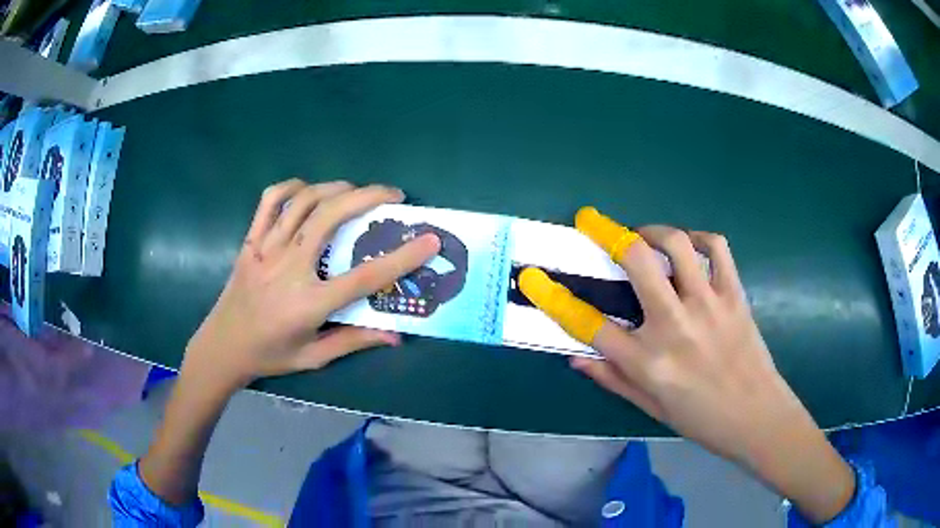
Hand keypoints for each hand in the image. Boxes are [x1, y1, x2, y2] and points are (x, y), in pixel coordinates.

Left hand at [184, 179, 440, 390]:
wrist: (222, 347)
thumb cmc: (270, 355)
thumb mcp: (314, 356)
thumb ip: (354, 341)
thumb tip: (395, 335)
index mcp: (309, 303)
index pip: (364, 278)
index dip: (401, 258)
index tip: (429, 239)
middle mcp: (289, 268)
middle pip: (331, 218)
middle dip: (368, 197)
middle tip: (392, 196)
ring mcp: (267, 250)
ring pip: (304, 202)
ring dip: (336, 188)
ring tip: (357, 190)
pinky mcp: (251, 241)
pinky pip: (270, 202)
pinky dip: (291, 187)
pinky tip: (308, 189)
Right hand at [520, 207, 854, 523]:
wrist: (757, 417)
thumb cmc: (702, 419)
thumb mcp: (651, 408)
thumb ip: (612, 378)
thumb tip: (575, 355)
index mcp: (648, 362)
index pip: (589, 325)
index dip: (554, 298)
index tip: (532, 277)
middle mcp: (674, 326)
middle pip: (636, 262)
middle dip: (608, 232)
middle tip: (592, 221)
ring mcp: (708, 305)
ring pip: (677, 245)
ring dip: (654, 230)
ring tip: (644, 235)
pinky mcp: (734, 295)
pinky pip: (717, 248)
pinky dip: (699, 238)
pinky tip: (690, 248)